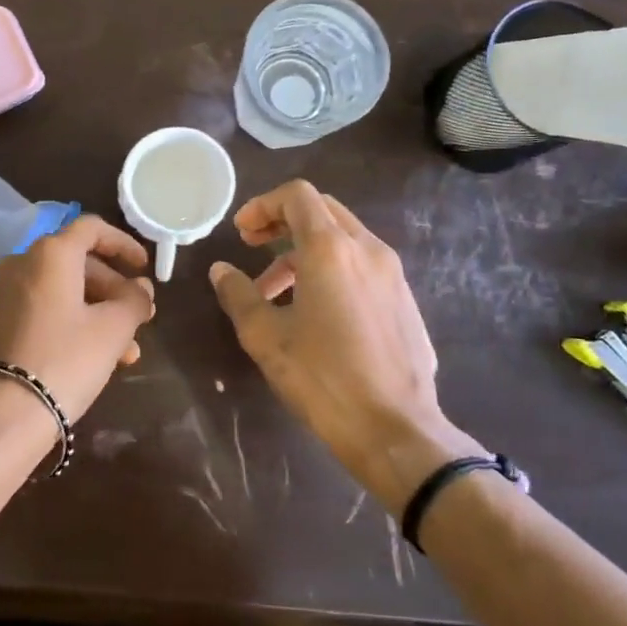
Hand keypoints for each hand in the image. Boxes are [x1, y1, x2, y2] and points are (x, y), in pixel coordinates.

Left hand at [0, 214, 155, 428]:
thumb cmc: (64, 362)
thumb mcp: (112, 331)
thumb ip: (134, 301)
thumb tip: (140, 287)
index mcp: (49, 254)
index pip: (91, 229)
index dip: (122, 244)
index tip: (143, 268)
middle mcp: (16, 263)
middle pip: (74, 264)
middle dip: (111, 290)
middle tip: (139, 319)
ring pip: (55, 294)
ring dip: (92, 314)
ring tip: (123, 354)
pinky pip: (32, 313)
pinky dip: (62, 325)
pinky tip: (83, 360)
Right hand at [208, 180, 483, 507]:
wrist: (396, 430)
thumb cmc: (323, 379)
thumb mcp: (266, 337)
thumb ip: (239, 295)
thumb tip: (221, 270)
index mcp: (331, 249)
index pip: (297, 196)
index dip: (263, 205)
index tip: (241, 233)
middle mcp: (367, 249)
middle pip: (322, 211)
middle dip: (283, 222)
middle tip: (253, 247)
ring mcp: (393, 274)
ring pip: (343, 240)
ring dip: (304, 252)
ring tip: (276, 293)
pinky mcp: (405, 301)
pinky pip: (363, 266)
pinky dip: (332, 270)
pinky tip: (317, 313)